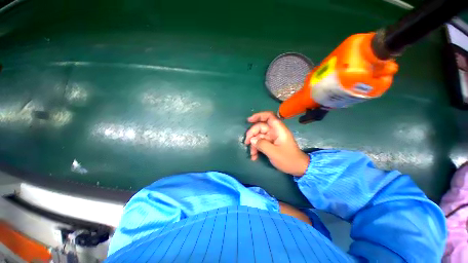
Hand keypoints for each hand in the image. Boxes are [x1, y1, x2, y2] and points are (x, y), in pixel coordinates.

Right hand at [244, 111, 309, 175]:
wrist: (298, 168)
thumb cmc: (288, 159)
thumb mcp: (274, 153)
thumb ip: (262, 145)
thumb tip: (252, 140)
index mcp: (279, 130)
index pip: (269, 117)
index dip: (259, 116)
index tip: (249, 120)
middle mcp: (275, 132)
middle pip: (260, 127)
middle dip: (252, 135)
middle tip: (246, 143)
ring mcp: (272, 138)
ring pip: (259, 136)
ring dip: (253, 145)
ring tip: (252, 154)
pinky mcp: (270, 144)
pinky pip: (260, 143)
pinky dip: (256, 149)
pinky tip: (254, 157)